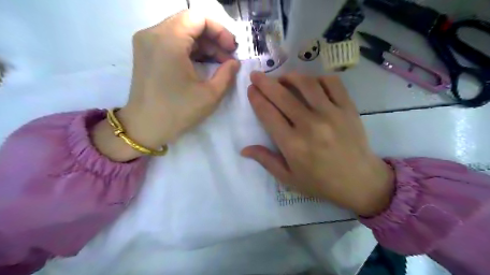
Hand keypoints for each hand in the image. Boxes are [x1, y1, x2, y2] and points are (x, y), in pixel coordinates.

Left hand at [92, 9, 240, 160]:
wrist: (145, 127)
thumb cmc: (178, 112)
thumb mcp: (210, 95)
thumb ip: (227, 74)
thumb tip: (234, 62)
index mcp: (168, 41)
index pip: (198, 18)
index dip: (220, 31)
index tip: (231, 49)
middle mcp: (153, 34)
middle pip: (190, 23)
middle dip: (213, 38)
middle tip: (228, 58)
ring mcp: (146, 42)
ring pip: (182, 31)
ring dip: (203, 45)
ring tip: (219, 63)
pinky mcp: (146, 52)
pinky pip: (172, 41)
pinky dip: (190, 49)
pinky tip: (203, 64)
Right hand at [243, 72, 395, 216]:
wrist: (360, 182)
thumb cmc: (320, 182)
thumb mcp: (289, 178)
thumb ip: (266, 160)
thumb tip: (244, 149)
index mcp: (292, 144)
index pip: (268, 114)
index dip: (256, 99)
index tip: (250, 89)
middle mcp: (310, 125)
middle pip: (282, 96)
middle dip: (265, 82)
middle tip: (256, 74)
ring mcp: (331, 114)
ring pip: (306, 84)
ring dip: (290, 76)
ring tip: (282, 77)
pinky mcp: (348, 109)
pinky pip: (332, 84)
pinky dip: (319, 78)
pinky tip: (311, 83)